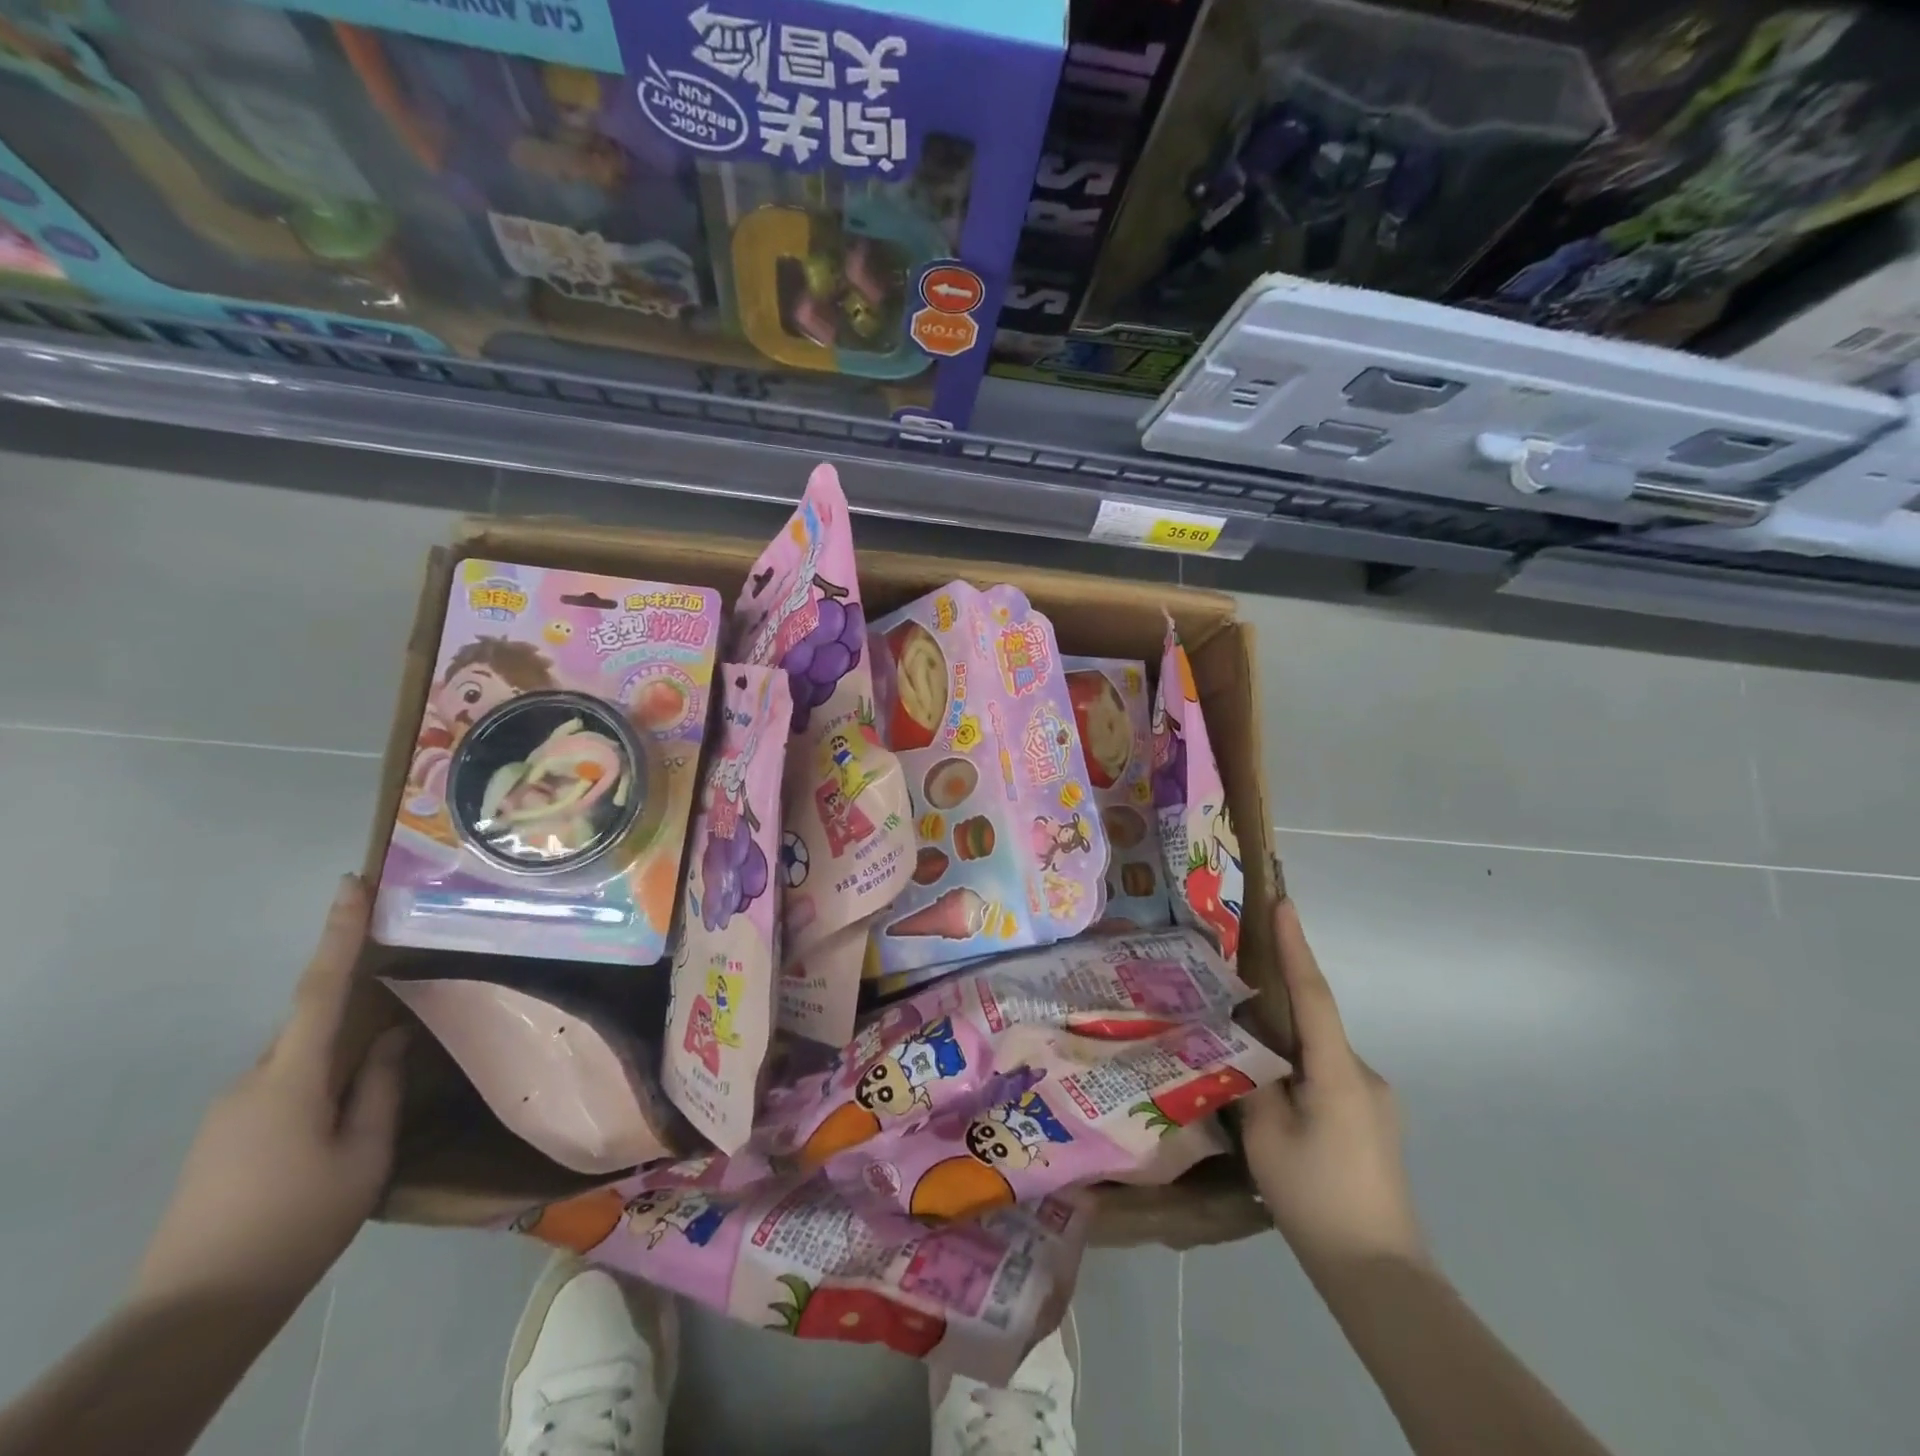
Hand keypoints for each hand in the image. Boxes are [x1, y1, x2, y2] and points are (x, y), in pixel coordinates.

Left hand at [132, 876, 405, 1311]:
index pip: (320, 988)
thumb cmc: (296, 1224)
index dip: (339, 933)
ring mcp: (229, 1111)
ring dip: (336, 1066)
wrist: (195, 1311)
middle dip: (353, 1018)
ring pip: (298, 1062)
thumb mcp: (363, 1157)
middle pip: (311, 1027)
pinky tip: (332, 1134)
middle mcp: (252, 1081)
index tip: (351, 886)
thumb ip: (380, 1089)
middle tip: (397, 1022)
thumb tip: (392, 1037)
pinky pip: (280, 1089)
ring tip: (366, 1105)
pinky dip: (315, 1090)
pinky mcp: (221, 1137)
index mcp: (291, 1079)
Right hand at [1238, 898, 1425, 1275]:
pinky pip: (1327, 1077)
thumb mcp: (1265, 1136)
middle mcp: (1364, 1075)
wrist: (1380, 1275)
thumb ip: (1250, 1079)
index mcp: (1338, 1072)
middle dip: (1278, 1001)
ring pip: (1317, 1054)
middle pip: (1313, 1023)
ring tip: (1243, 1055)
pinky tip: (1272, 1099)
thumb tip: (1240, 1044)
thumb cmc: (1315, 1199)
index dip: (1296, 946)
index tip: (1282, 903)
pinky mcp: (1372, 1122)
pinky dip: (1297, 1072)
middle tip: (1235, 990)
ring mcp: (1374, 1100)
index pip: (1313, 994)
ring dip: (1285, 1046)